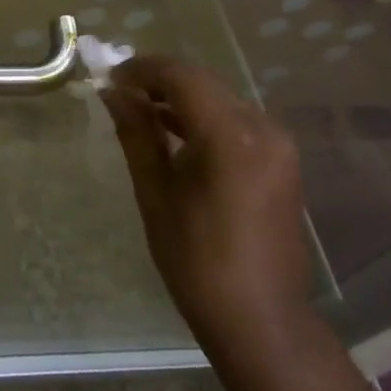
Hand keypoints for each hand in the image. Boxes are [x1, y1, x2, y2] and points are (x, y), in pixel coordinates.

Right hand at [103, 55, 313, 373]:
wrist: (262, 321)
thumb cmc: (198, 261)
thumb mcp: (156, 193)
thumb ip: (136, 133)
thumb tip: (113, 92)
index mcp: (231, 136)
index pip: (182, 76)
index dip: (142, 70)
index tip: (109, 78)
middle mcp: (263, 128)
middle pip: (203, 83)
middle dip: (160, 81)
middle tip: (120, 92)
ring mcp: (278, 144)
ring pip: (220, 99)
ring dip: (181, 98)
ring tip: (140, 111)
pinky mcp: (281, 160)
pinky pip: (235, 121)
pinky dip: (203, 118)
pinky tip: (174, 132)